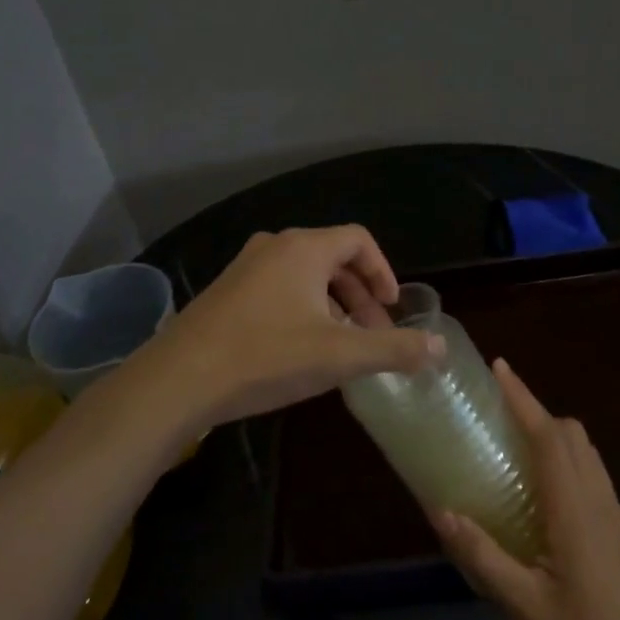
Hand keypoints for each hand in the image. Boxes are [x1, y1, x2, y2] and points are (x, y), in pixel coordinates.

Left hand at [136, 226, 443, 429]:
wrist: (179, 378)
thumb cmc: (266, 356)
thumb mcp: (339, 356)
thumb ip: (393, 349)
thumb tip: (440, 346)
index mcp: (304, 248)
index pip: (358, 240)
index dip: (383, 271)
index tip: (392, 309)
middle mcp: (274, 246)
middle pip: (332, 257)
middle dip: (360, 295)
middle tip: (373, 333)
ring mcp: (245, 267)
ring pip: (304, 275)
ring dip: (332, 304)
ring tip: (341, 345)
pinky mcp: (226, 291)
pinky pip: (278, 288)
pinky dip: (302, 309)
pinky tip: (299, 349)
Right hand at [432, 360, 619, 619]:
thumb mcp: (523, 606)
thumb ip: (482, 554)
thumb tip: (440, 509)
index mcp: (574, 509)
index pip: (548, 436)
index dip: (523, 398)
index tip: (499, 367)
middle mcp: (598, 500)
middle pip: (571, 434)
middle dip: (536, 411)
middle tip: (496, 413)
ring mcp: (614, 516)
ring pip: (585, 452)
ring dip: (552, 434)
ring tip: (513, 444)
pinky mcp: (619, 534)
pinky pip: (591, 474)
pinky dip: (565, 459)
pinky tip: (540, 491)